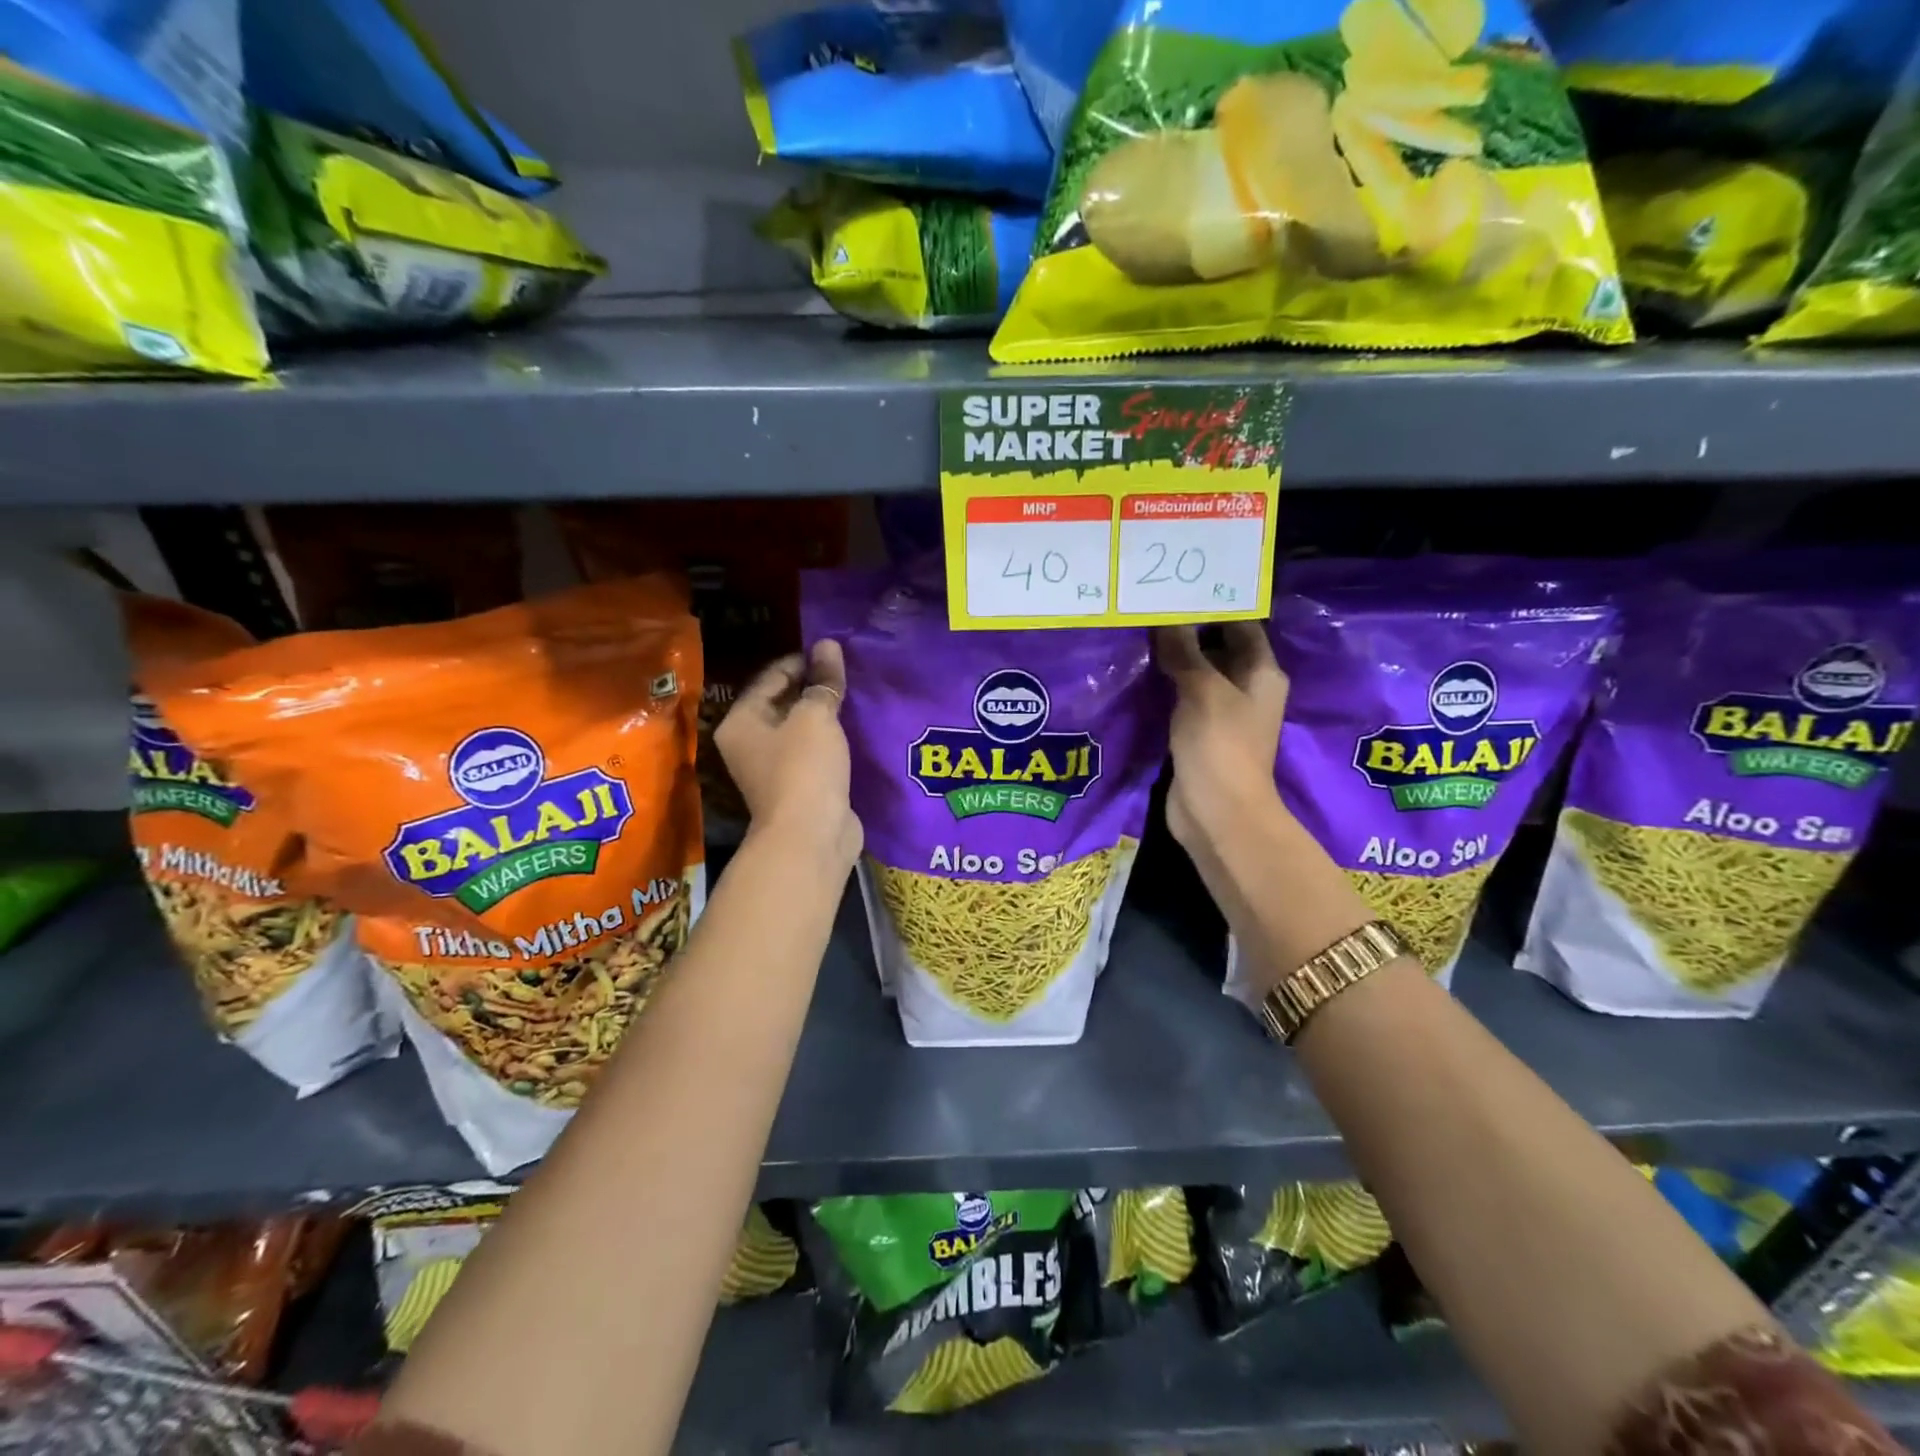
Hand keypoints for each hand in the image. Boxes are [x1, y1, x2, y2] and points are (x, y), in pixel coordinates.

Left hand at [715, 641, 861, 869]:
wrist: (811, 837)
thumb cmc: (804, 768)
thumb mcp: (815, 716)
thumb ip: (823, 680)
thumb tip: (828, 644)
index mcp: (741, 722)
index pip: (770, 678)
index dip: (801, 661)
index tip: (833, 652)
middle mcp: (750, 744)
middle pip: (783, 703)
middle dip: (814, 687)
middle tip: (848, 672)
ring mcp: (773, 768)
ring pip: (801, 729)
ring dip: (825, 714)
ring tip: (856, 696)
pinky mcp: (799, 786)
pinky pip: (815, 752)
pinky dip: (832, 739)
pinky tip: (855, 728)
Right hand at [1154, 623, 1289, 856]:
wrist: (1216, 813)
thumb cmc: (1220, 745)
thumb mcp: (1203, 691)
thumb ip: (1184, 652)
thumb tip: (1166, 617)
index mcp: (1261, 673)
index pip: (1241, 625)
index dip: (1214, 605)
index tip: (1179, 586)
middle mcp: (1245, 688)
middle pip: (1217, 648)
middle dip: (1187, 629)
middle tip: (1149, 604)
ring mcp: (1221, 713)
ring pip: (1196, 674)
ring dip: (1172, 658)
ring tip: (1138, 629)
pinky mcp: (1198, 733)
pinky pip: (1181, 698)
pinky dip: (1164, 685)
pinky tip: (1138, 669)